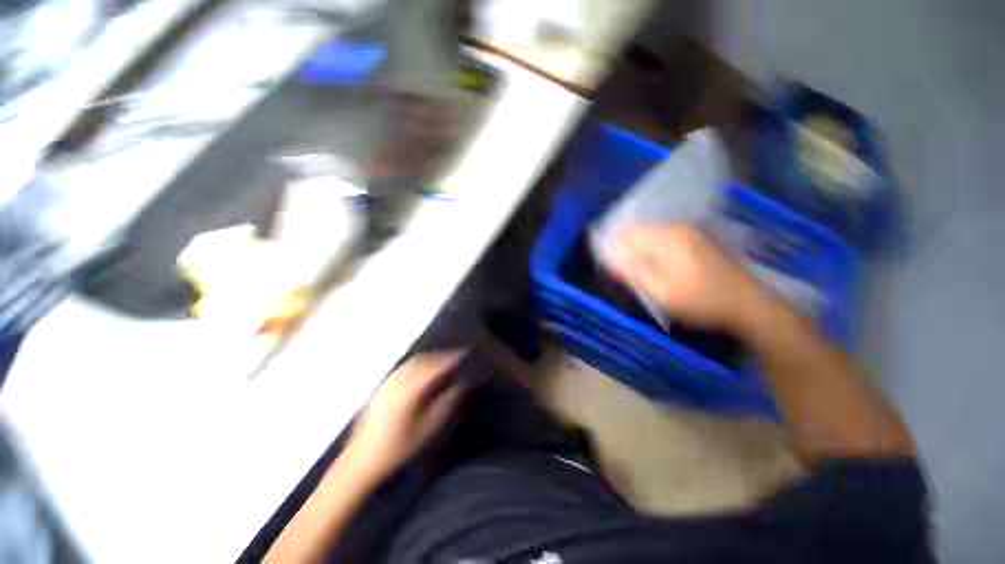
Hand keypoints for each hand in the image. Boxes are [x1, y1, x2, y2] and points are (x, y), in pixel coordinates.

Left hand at [346, 351, 465, 481]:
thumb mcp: (429, 428)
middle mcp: (399, 380)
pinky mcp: (382, 386)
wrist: (362, 459)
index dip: (451, 358)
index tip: (464, 353)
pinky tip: (424, 370)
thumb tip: (461, 384)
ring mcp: (388, 381)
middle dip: (441, 356)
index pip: (435, 366)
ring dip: (430, 358)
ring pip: (413, 362)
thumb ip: (447, 403)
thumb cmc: (399, 447)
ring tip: (444, 361)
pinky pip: (405, 367)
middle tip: (457, 357)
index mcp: (411, 389)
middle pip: (424, 360)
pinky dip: (419, 363)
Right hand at [609, 225, 767, 332]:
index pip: (626, 234)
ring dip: (642, 251)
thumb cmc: (700, 301)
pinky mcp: (699, 238)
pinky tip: (662, 269)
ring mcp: (691, 231)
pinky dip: (656, 251)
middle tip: (629, 275)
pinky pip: (666, 239)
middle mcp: (678, 227)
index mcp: (667, 238)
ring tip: (645, 274)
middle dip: (628, 250)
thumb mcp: (660, 292)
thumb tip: (610, 256)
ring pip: (652, 236)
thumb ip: (632, 272)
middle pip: (639, 232)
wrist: (748, 303)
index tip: (614, 269)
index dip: (614, 249)